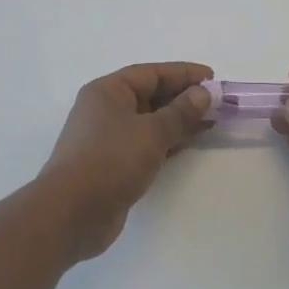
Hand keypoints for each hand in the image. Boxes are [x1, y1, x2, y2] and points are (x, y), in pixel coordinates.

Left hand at [39, 62, 213, 260]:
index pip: (151, 73)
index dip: (183, 73)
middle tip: (217, 101)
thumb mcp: (150, 133)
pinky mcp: (114, 164)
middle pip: (151, 95)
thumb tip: (203, 94)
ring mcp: (109, 138)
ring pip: (151, 121)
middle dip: (184, 97)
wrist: (70, 215)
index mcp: (108, 91)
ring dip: (180, 120)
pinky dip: (169, 140)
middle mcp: (106, 109)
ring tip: (212, 120)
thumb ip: (180, 112)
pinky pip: (147, 143)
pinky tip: (191, 141)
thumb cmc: (109, 161)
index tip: (212, 78)